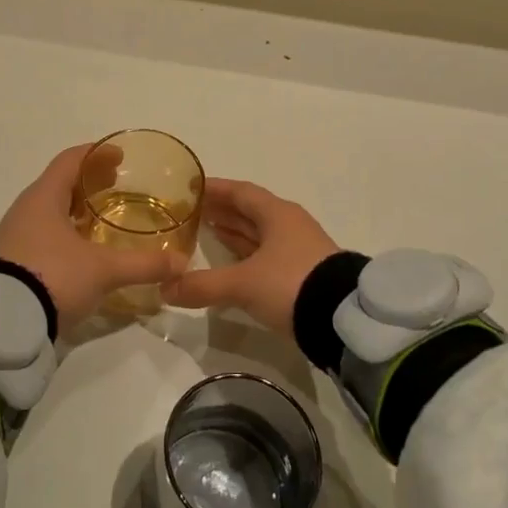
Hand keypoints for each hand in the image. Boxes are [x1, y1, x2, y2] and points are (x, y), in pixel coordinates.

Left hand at [0, 144, 186, 331]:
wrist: (3, 324)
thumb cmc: (54, 277)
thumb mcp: (104, 271)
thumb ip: (144, 264)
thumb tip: (182, 263)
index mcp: (44, 197)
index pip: (71, 160)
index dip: (97, 154)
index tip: (120, 155)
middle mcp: (26, 209)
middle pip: (60, 183)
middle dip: (89, 182)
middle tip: (117, 185)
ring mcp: (15, 236)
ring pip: (50, 210)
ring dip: (76, 209)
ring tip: (103, 218)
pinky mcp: (12, 261)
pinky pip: (42, 233)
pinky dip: (65, 231)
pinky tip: (82, 250)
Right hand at [161, 180, 339, 336]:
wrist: (344, 320)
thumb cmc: (291, 284)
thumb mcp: (242, 284)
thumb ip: (202, 285)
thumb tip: (164, 289)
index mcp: (277, 214)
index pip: (240, 192)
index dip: (215, 189)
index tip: (189, 187)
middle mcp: (288, 226)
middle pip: (249, 212)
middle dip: (220, 211)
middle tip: (189, 212)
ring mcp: (298, 251)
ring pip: (258, 235)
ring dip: (232, 233)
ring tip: (203, 234)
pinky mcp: (301, 276)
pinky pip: (264, 256)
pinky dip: (244, 256)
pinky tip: (228, 266)